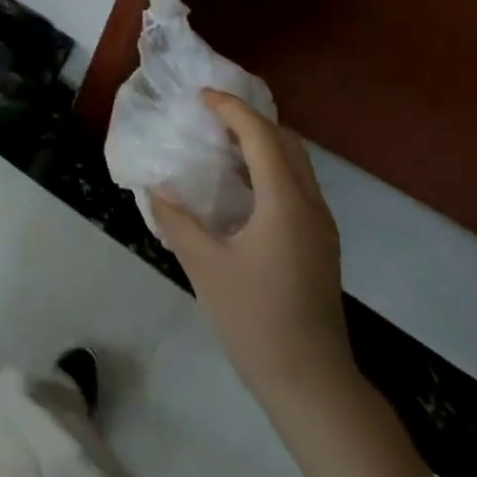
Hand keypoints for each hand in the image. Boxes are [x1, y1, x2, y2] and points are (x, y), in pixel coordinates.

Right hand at [150, 91, 355, 413]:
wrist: (309, 379)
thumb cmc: (254, 319)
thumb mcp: (204, 266)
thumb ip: (177, 220)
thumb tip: (155, 186)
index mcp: (285, 204)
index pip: (261, 137)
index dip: (231, 110)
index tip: (200, 97)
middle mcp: (310, 205)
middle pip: (287, 143)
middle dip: (249, 120)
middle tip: (209, 117)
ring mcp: (320, 226)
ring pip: (296, 164)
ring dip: (261, 144)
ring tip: (219, 144)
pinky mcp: (319, 244)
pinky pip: (296, 186)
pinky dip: (269, 168)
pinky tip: (239, 186)